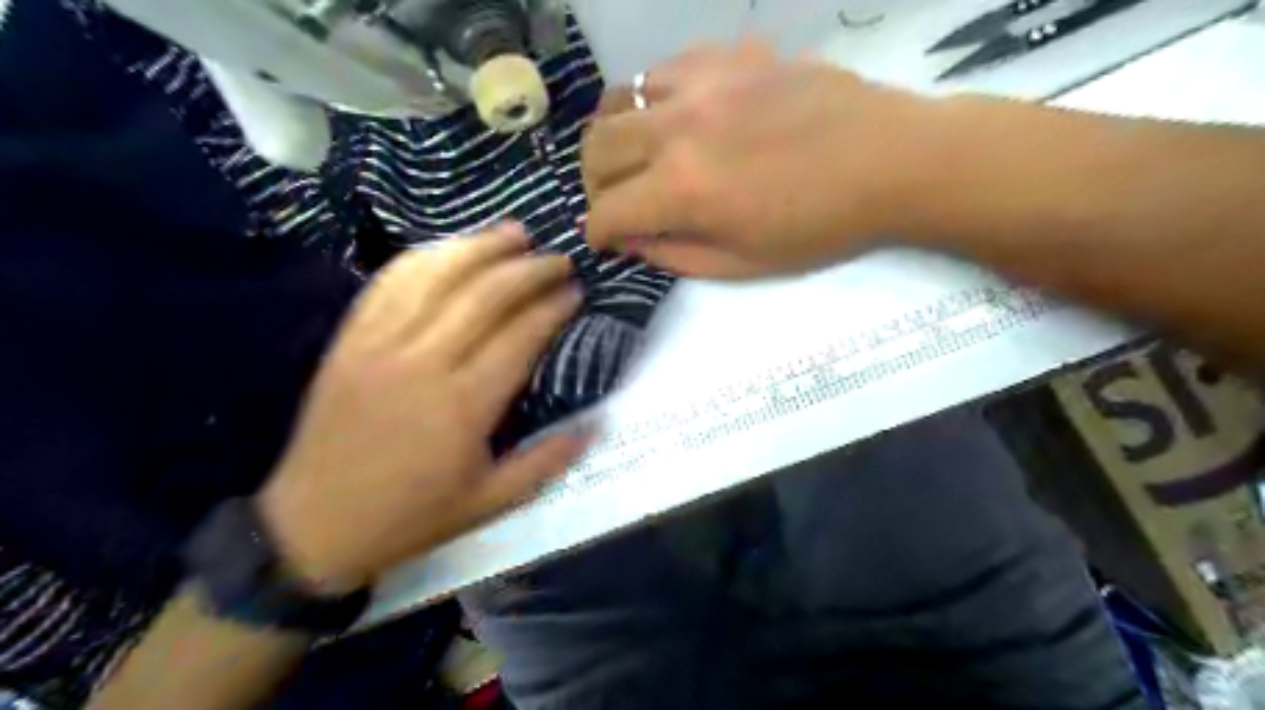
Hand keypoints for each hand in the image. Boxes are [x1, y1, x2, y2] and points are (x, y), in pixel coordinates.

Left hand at [259, 226, 591, 590]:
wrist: (312, 525)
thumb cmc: (411, 516)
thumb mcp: (489, 504)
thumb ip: (545, 461)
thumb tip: (597, 424)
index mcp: (463, 406)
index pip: (520, 335)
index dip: (553, 307)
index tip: (576, 291)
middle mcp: (423, 363)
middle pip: (484, 295)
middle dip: (528, 269)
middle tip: (558, 258)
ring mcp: (380, 344)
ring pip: (436, 276)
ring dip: (479, 248)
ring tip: (514, 232)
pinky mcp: (350, 340)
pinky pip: (388, 283)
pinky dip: (425, 258)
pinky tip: (451, 248)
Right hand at [583, 43, 936, 280]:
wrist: (888, 160)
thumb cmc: (819, 226)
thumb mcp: (743, 263)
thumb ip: (674, 254)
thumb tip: (632, 240)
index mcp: (683, 188)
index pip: (606, 210)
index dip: (596, 233)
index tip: (604, 240)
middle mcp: (678, 127)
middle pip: (597, 147)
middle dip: (593, 184)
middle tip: (614, 200)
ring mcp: (702, 82)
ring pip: (620, 98)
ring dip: (615, 135)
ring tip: (636, 156)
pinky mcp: (729, 56)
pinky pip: (665, 69)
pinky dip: (653, 100)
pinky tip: (675, 117)